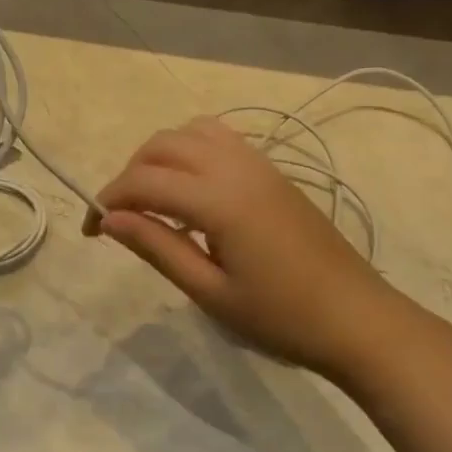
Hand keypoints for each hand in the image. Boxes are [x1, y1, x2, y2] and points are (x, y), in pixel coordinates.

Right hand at [86, 117, 389, 376]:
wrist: (358, 319)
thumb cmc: (280, 317)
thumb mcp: (210, 292)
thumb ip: (157, 248)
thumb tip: (110, 219)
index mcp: (219, 200)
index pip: (143, 181)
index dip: (108, 200)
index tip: (92, 232)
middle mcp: (236, 167)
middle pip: (162, 145)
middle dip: (129, 174)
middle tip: (120, 218)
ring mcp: (259, 165)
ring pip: (192, 132)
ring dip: (160, 157)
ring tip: (153, 200)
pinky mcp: (273, 173)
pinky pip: (220, 140)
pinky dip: (190, 152)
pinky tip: (191, 192)